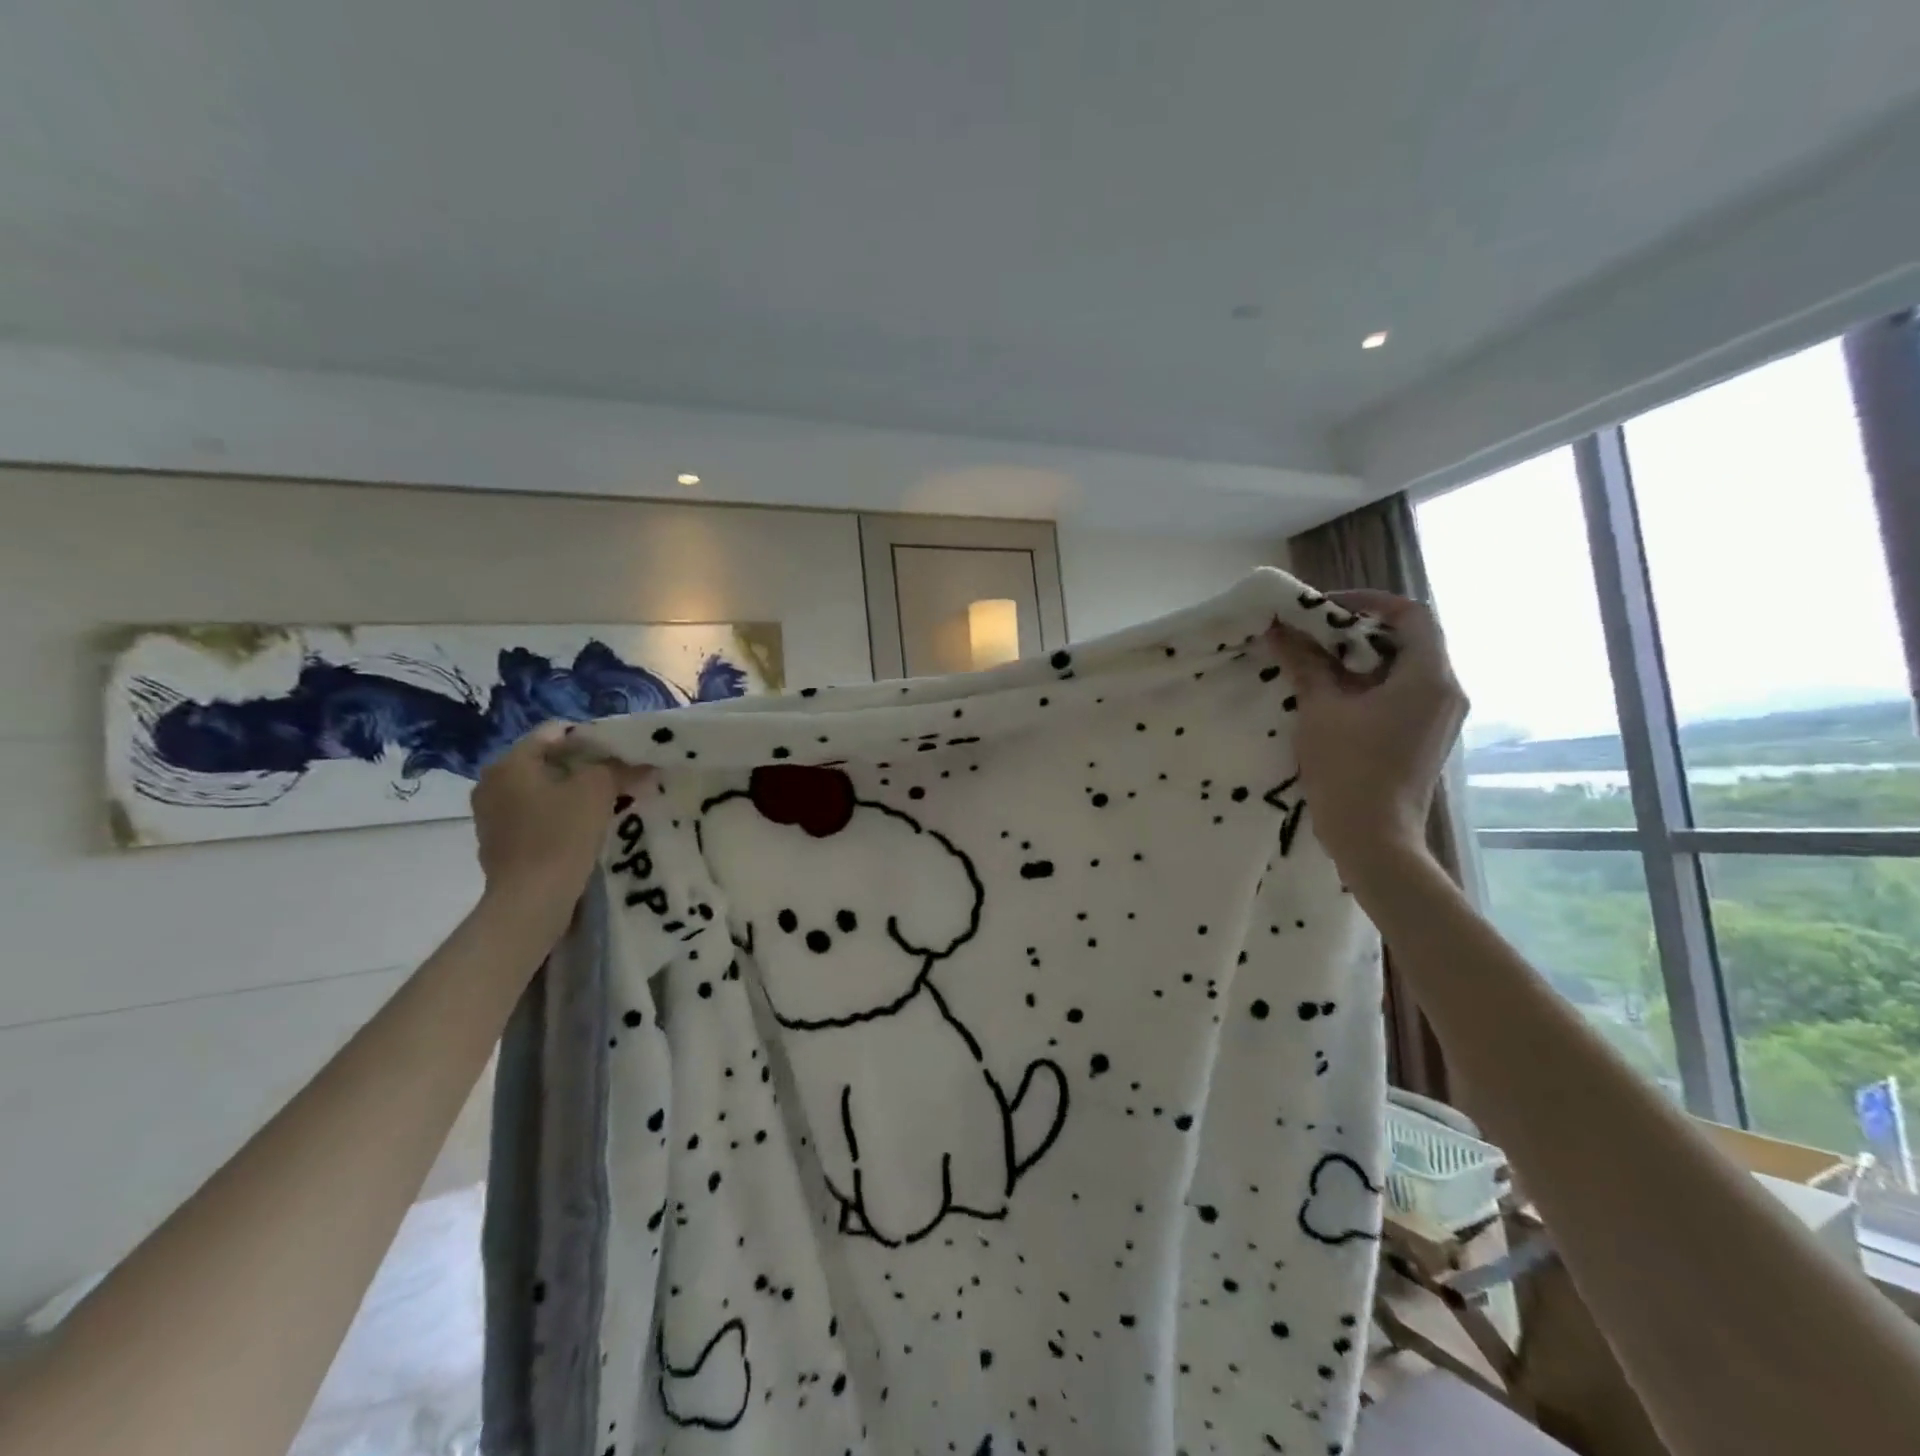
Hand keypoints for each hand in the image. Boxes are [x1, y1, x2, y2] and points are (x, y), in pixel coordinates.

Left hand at [471, 724, 634, 920]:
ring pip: (542, 790)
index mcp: (510, 762)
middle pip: (548, 761)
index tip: (620, 757)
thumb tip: (641, 761)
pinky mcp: (498, 843)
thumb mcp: (598, 791)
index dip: (593, 739)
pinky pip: (534, 817)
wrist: (531, 901)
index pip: (557, 732)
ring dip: (571, 794)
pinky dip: (558, 817)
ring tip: (604, 806)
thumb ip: (619, 768)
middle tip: (617, 780)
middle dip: (584, 768)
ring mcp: (490, 815)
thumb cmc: (560, 835)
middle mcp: (491, 782)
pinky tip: (581, 831)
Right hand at [1267, 590, 1467, 883]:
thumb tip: (1280, 629)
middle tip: (1314, 634)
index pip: (1411, 614)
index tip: (1324, 607)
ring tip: (1317, 663)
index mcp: (1429, 677)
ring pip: (1405, 667)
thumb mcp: (1320, 709)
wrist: (1373, 838)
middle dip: (1359, 630)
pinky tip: (1335, 696)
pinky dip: (1371, 683)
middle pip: (1409, 639)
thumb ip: (1305, 663)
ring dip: (1363, 658)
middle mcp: (1446, 690)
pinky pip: (1404, 692)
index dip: (1368, 601)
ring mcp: (1441, 716)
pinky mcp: (1427, 736)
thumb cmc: (1348, 769)